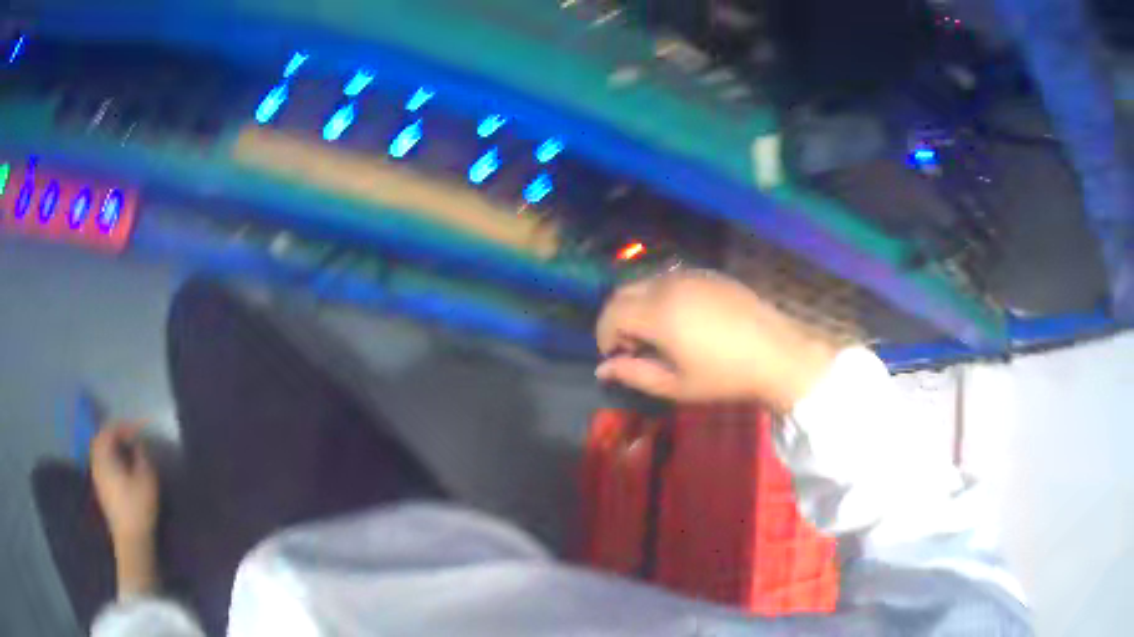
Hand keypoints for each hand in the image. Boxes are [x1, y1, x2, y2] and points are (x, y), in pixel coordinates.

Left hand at [91, 424, 158, 543]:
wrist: (131, 540)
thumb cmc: (138, 507)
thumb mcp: (146, 478)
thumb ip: (142, 455)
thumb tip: (138, 444)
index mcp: (104, 456)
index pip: (109, 430)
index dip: (124, 427)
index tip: (139, 431)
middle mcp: (96, 462)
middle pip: (101, 438)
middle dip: (115, 433)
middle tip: (130, 437)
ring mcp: (97, 477)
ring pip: (100, 451)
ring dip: (111, 446)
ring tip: (127, 451)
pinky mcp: (101, 489)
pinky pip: (101, 463)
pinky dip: (110, 458)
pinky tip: (122, 467)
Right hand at [595, 271, 836, 411]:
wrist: (776, 354)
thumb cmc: (725, 376)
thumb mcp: (676, 385)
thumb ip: (634, 374)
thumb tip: (602, 370)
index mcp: (658, 312)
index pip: (611, 313)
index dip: (604, 335)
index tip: (616, 357)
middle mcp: (668, 285)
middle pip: (623, 292)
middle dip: (618, 319)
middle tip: (634, 348)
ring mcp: (690, 275)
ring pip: (646, 282)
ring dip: (638, 306)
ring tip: (658, 336)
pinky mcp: (708, 274)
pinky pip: (671, 280)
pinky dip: (661, 297)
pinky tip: (682, 321)